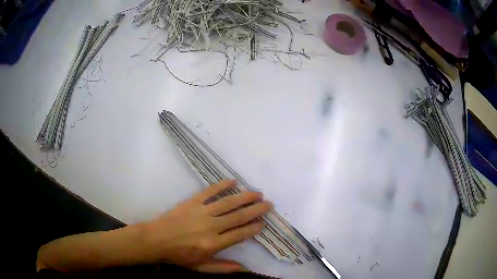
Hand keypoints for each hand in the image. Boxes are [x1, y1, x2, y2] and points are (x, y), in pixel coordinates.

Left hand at [143, 180, 271, 272]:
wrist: (156, 240)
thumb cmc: (179, 256)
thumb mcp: (201, 267)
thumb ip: (223, 268)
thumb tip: (245, 269)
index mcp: (213, 244)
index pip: (240, 234)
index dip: (254, 228)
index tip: (263, 223)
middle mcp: (211, 227)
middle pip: (238, 216)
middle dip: (256, 210)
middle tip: (268, 204)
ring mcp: (201, 212)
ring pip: (228, 203)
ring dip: (245, 197)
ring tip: (257, 194)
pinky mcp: (192, 202)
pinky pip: (209, 191)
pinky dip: (222, 185)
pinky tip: (233, 181)